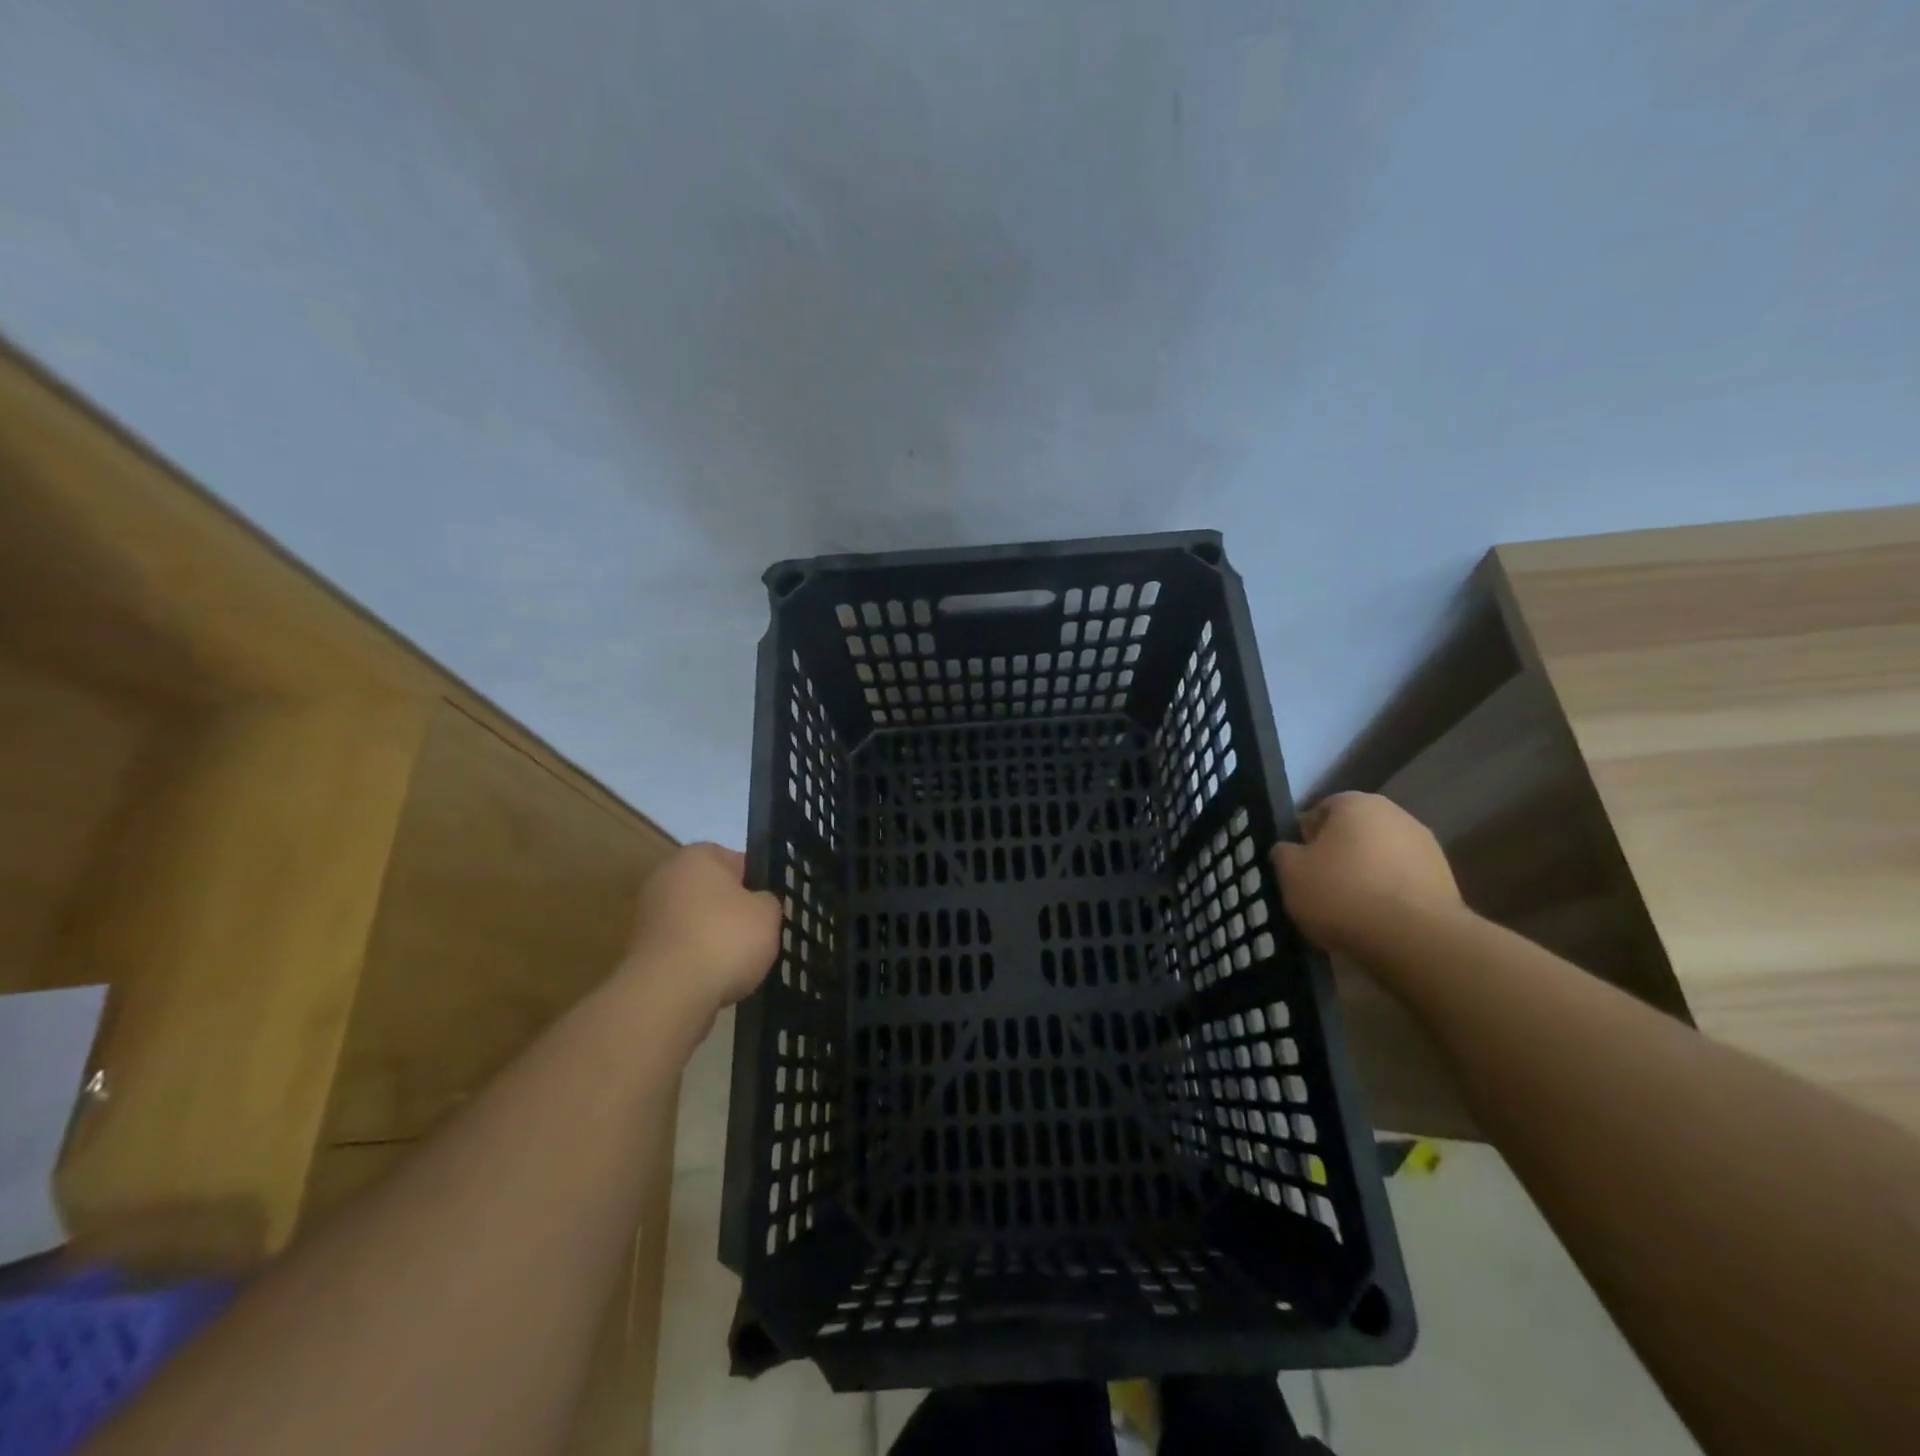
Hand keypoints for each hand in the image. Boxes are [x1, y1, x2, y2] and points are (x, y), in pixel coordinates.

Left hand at [622, 843, 781, 1027]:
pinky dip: (699, 961)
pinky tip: (717, 979)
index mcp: (695, 856)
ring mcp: (649, 916)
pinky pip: (683, 949)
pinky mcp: (642, 952)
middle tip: (759, 933)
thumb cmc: (724, 938)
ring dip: (715, 938)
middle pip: (712, 892)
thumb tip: (758, 903)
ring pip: (697, 922)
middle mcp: (665, 878)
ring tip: (741, 962)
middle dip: (734, 911)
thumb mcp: (768, 913)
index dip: (757, 881)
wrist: (670, 993)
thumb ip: (767, 901)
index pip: (735, 859)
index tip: (771, 905)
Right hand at [1270, 792, 1464, 955]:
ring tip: (1349, 909)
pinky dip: (1388, 895)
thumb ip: (1283, 853)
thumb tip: (1289, 850)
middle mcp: (1395, 814)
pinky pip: (1402, 882)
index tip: (1298, 867)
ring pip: (1379, 857)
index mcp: (1356, 803)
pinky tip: (1377, 920)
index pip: (1319, 811)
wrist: (1416, 940)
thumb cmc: (1342, 894)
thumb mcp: (1290, 873)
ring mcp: (1426, 846)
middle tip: (1319, 887)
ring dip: (1365, 875)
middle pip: (1353, 833)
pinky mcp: (1445, 880)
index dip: (1304, 839)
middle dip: (1337, 856)